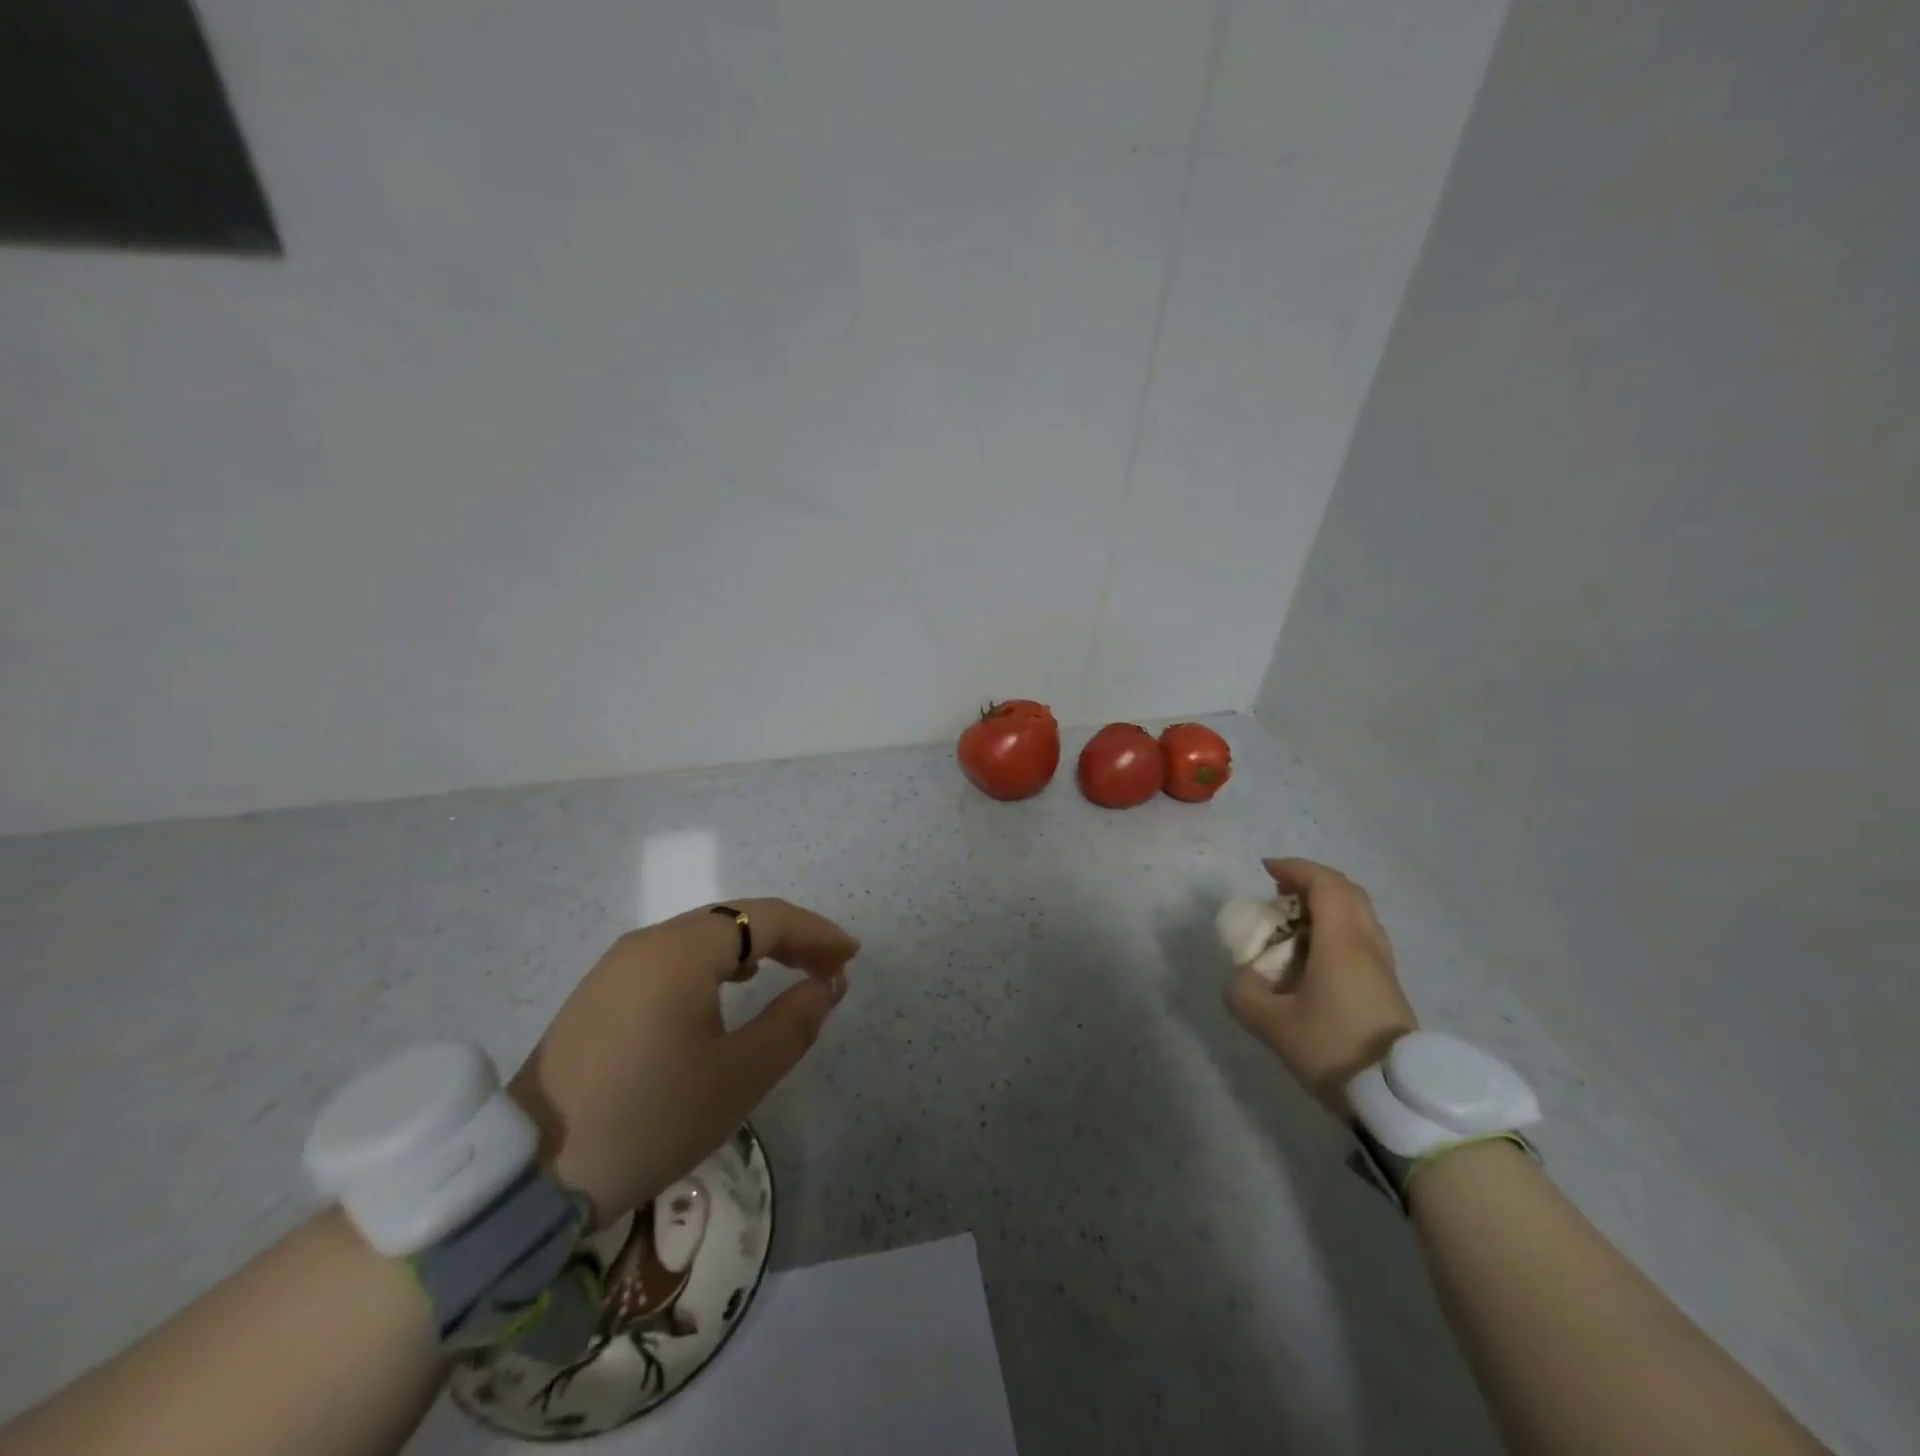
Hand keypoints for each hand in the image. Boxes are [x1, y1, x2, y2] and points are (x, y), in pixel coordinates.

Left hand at [508, 899, 859, 1223]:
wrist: (526, 1178)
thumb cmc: (648, 1120)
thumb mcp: (737, 1077)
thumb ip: (793, 1022)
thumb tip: (828, 983)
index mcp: (682, 951)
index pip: (766, 919)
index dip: (816, 932)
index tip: (851, 956)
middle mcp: (649, 942)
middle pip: (735, 919)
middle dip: (789, 937)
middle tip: (828, 967)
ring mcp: (618, 965)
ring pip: (704, 936)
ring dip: (754, 948)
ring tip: (788, 973)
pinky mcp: (601, 993)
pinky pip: (674, 957)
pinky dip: (716, 963)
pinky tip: (726, 990)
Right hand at [1225, 858, 1415, 1114]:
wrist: (1398, 1100)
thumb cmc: (1333, 1050)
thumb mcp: (1271, 1024)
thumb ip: (1244, 992)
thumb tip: (1244, 975)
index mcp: (1342, 944)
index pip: (1325, 885)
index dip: (1295, 869)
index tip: (1266, 870)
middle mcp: (1368, 945)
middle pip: (1348, 892)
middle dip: (1312, 882)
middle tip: (1280, 892)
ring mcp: (1383, 966)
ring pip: (1359, 914)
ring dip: (1326, 904)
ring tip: (1294, 921)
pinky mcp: (1388, 986)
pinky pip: (1362, 936)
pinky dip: (1336, 927)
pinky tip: (1315, 953)